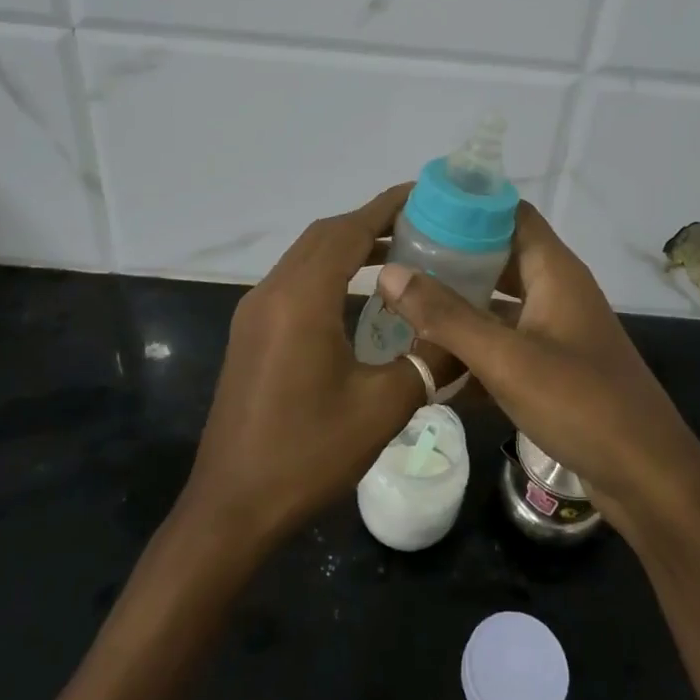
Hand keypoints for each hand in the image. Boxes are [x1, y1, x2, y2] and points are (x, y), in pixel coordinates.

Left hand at [182, 186, 429, 550]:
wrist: (232, 506)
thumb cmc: (308, 453)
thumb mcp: (382, 408)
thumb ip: (428, 360)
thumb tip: (466, 334)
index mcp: (302, 299)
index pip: (348, 231)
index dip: (387, 206)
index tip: (425, 193)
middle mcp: (272, 292)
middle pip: (324, 236)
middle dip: (371, 222)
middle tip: (422, 225)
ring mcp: (255, 312)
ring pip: (306, 257)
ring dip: (348, 247)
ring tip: (399, 253)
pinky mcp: (251, 333)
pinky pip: (294, 282)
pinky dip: (329, 272)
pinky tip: (361, 298)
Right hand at [375, 204, 699, 540]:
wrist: (647, 477)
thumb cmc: (580, 403)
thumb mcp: (506, 358)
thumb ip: (446, 316)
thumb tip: (389, 273)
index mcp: (554, 271)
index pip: (510, 213)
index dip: (466, 207)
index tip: (415, 212)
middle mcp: (556, 291)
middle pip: (499, 256)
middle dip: (451, 257)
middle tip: (397, 260)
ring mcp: (556, 330)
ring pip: (499, 302)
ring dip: (458, 303)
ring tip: (403, 302)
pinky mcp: (553, 366)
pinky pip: (505, 342)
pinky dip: (473, 345)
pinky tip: (431, 358)